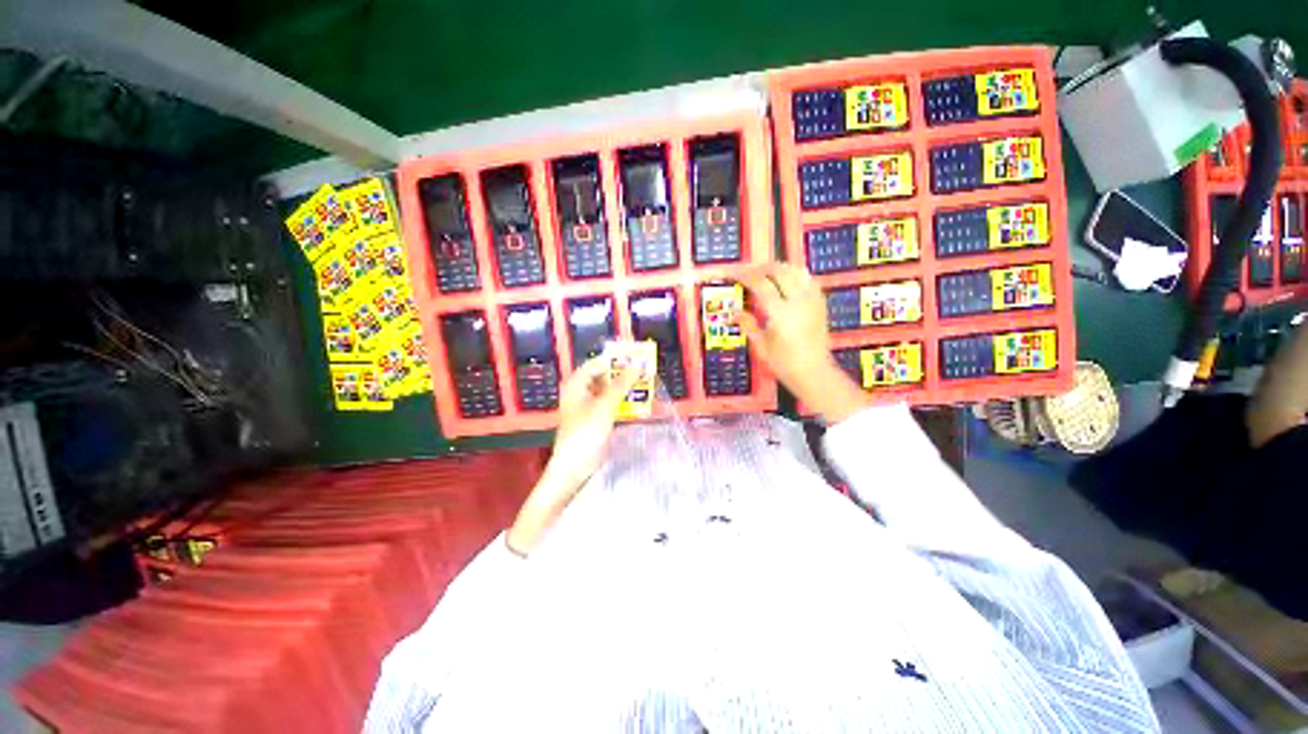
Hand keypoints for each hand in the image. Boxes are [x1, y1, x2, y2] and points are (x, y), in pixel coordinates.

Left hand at [506, 353, 639, 555]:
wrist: (575, 466)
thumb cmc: (585, 432)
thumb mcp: (605, 405)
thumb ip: (621, 384)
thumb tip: (638, 364)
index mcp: (577, 383)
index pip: (599, 363)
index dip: (617, 359)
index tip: (637, 356)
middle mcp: (582, 391)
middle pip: (605, 375)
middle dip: (624, 373)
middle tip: (645, 369)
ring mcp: (589, 405)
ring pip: (610, 389)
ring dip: (626, 387)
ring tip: (646, 382)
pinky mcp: (597, 418)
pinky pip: (612, 403)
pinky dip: (623, 401)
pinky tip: (638, 400)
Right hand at [740, 263, 869, 423]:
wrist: (814, 372)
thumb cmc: (784, 363)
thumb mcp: (761, 346)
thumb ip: (748, 325)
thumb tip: (733, 312)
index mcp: (781, 313)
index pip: (761, 284)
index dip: (746, 276)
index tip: (735, 274)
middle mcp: (798, 301)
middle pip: (779, 271)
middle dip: (761, 268)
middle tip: (748, 272)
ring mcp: (812, 300)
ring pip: (796, 271)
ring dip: (779, 267)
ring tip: (765, 272)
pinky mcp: (820, 303)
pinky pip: (808, 279)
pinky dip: (795, 273)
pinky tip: (786, 279)